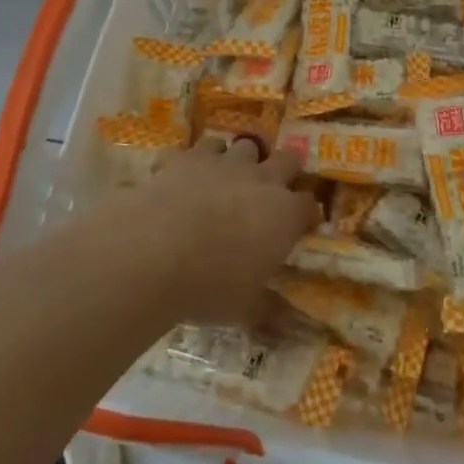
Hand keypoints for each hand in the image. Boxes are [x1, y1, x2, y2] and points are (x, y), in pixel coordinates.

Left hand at [115, 133, 320, 323]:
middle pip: (288, 159)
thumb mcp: (245, 308)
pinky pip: (199, 148)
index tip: (301, 225)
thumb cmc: (209, 285)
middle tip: (274, 188)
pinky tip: (188, 175)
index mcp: (283, 214)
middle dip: (286, 168)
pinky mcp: (187, 157)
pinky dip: (198, 160)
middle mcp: (260, 179)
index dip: (306, 213)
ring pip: (244, 145)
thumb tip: (284, 318)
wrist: (154, 251)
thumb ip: (268, 306)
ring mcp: (224, 162)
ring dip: (242, 159)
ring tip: (230, 177)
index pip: (309, 205)